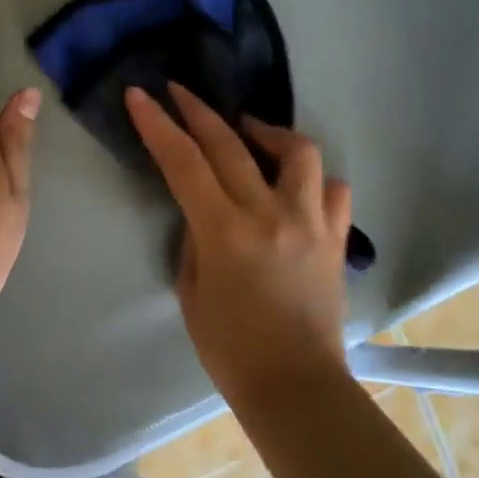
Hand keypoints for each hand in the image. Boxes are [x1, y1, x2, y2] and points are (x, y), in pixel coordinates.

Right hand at [125, 82, 352, 409]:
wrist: (295, 387)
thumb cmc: (230, 349)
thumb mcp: (192, 291)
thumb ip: (195, 240)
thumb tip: (203, 211)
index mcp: (226, 231)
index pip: (185, 162)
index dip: (158, 125)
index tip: (141, 95)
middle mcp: (271, 214)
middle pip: (231, 143)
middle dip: (198, 110)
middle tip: (180, 91)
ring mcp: (311, 222)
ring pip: (298, 151)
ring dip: (267, 132)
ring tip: (249, 132)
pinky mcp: (337, 238)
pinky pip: (334, 191)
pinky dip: (313, 179)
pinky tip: (296, 185)